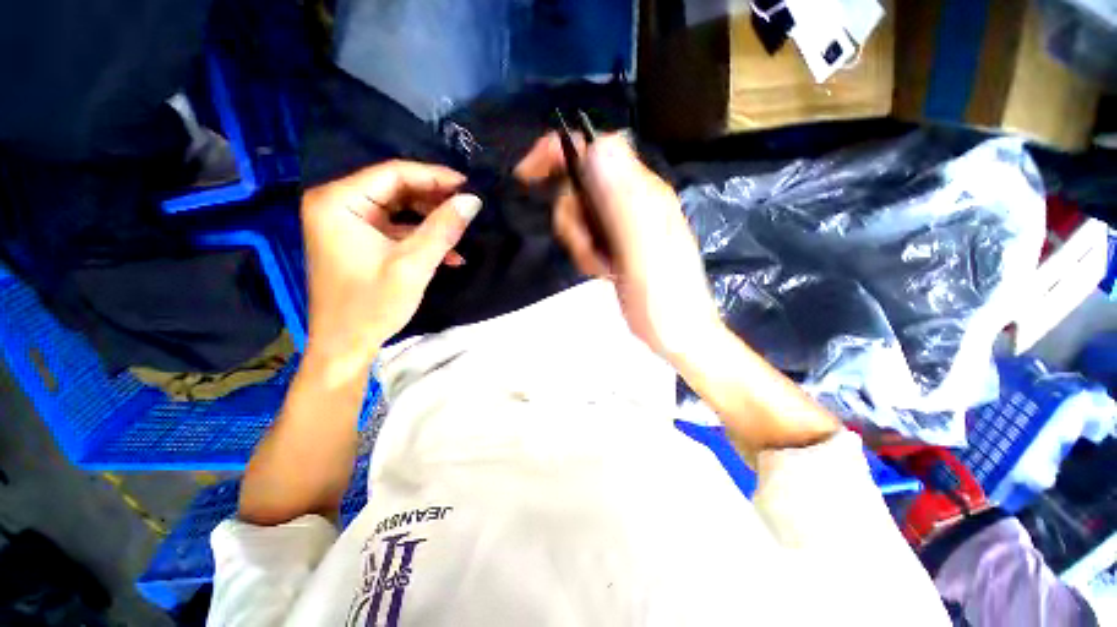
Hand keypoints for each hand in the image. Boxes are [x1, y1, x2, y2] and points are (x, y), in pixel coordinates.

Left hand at [301, 161, 480, 372]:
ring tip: (461, 234)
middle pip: (396, 189)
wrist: (345, 346)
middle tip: (468, 209)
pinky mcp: (358, 240)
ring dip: (432, 222)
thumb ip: (443, 228)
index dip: (435, 177)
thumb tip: (473, 200)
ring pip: (399, 209)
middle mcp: (338, 204)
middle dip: (435, 201)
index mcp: (338, 201)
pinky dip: (421, 238)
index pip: (393, 174)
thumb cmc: (372, 305)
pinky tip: (448, 254)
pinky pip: (396, 228)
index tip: (469, 185)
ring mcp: (347, 223)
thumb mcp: (413, 265)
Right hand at [516, 134, 719, 360]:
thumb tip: (597, 147)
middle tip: (586, 248)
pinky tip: (602, 272)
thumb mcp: (643, 250)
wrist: (677, 334)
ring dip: (579, 241)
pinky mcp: (617, 245)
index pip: (598, 149)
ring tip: (600, 267)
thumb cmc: (664, 299)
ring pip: (581, 213)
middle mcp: (634, 201)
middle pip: (582, 183)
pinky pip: (587, 236)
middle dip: (571, 216)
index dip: (561, 151)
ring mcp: (625, 224)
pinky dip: (585, 253)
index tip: (529, 176)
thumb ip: (623, 200)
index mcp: (643, 193)